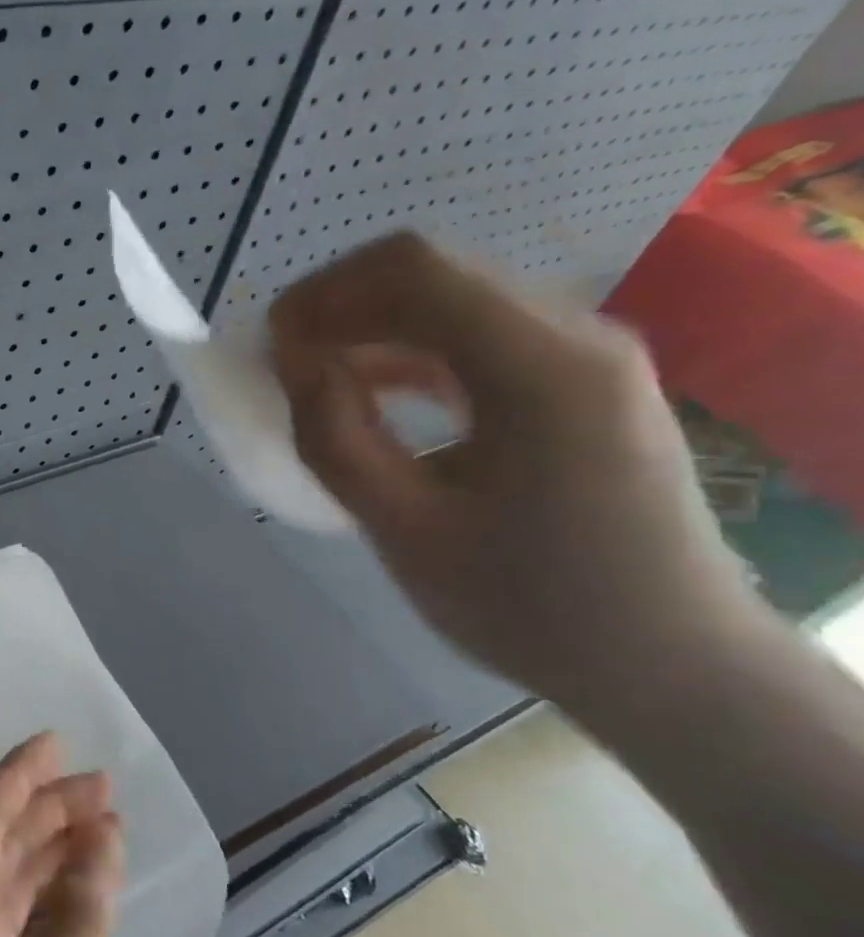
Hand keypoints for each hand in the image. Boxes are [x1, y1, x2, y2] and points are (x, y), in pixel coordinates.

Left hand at [0, 733, 122, 936]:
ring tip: (100, 831)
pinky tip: (74, 904)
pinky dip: (43, 905)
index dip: (19, 773)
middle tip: (103, 788)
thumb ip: (79, 925)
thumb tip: (102, 839)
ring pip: (1, 886)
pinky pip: (6, 930)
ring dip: (47, 855)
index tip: (57, 740)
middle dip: (46, 809)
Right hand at [268, 233, 768, 715]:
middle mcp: (574, 337)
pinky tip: (373, 391)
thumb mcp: (404, 528)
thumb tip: (292, 364)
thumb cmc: (529, 604)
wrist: (668, 664)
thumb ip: (334, 437)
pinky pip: (478, 335)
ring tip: (314, 377)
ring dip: (371, 325)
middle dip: (340, 305)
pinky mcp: (580, 381)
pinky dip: (410, 350)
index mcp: (541, 368)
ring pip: (452, 298)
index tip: (268, 345)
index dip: (323, 295)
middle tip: (282, 361)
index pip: (414, 272)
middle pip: (434, 272)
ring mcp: (585, 355)